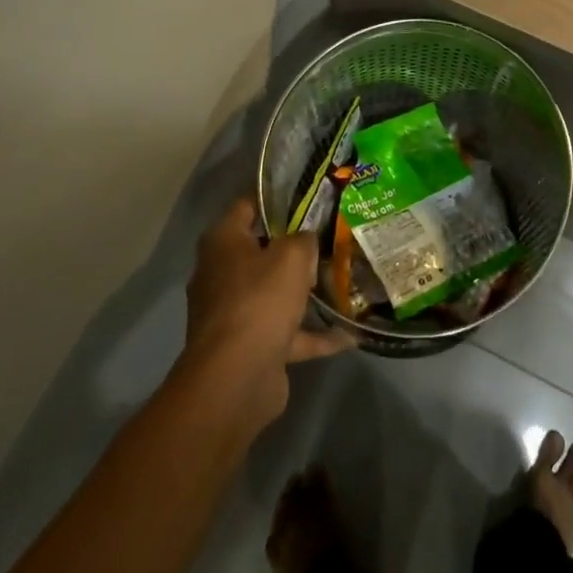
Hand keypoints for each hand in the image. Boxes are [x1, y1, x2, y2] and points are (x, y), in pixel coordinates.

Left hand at [180, 198, 352, 431]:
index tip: (308, 192)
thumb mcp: (292, 254)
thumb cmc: (259, 300)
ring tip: (343, 280)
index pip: (247, 206)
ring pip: (275, 293)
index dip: (276, 196)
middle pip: (262, 250)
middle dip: (296, 246)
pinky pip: (288, 333)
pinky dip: (315, 335)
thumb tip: (306, 241)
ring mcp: (234, 314)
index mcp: (223, 243)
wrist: (235, 380)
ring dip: (306, 292)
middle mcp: (222, 275)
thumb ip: (304, 239)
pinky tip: (350, 334)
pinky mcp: (250, 347)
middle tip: (332, 233)